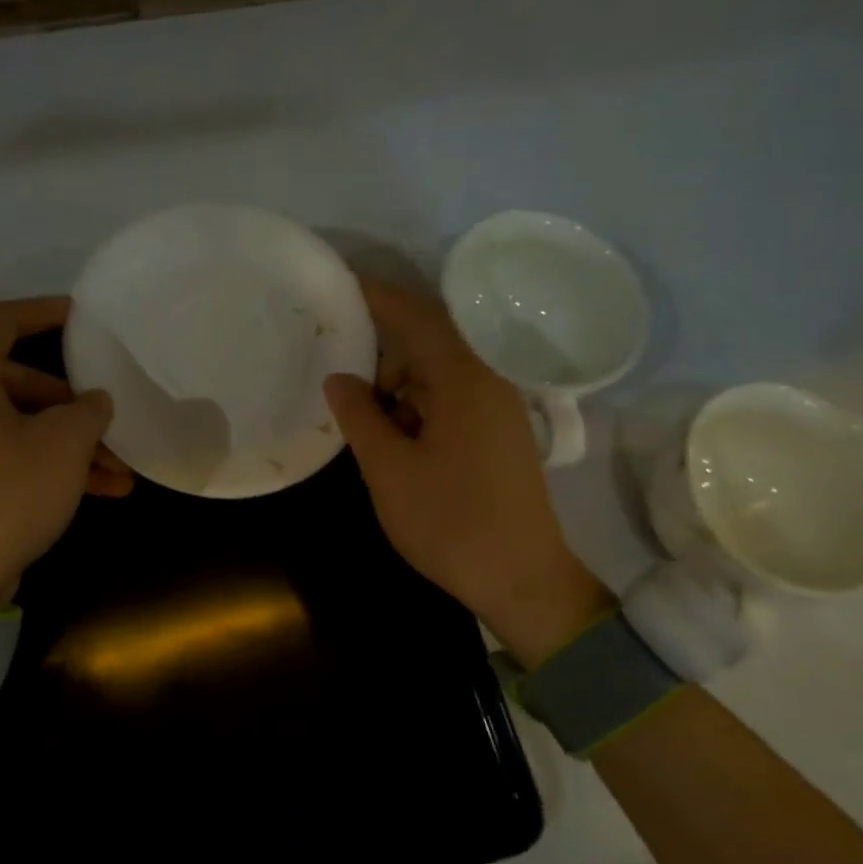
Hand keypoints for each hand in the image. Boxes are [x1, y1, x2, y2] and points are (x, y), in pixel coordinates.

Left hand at [0, 297, 131, 611]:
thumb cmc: (4, 494)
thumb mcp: (62, 445)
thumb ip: (87, 411)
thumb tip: (94, 402)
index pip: (1, 320)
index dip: (43, 311)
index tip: (82, 318)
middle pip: (20, 382)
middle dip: (73, 404)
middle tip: (110, 423)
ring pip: (22, 427)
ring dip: (72, 445)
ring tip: (122, 471)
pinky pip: (12, 459)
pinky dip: (51, 468)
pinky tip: (102, 492)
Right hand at [324, 278, 610, 667]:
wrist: (523, 580)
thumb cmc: (451, 523)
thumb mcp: (389, 470)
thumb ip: (360, 416)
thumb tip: (339, 378)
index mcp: (464, 380)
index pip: (416, 316)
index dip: (377, 296)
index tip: (340, 283)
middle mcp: (488, 381)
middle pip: (429, 340)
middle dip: (381, 350)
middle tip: (339, 366)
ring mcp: (498, 408)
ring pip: (438, 372)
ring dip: (398, 383)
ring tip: (363, 415)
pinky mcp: (499, 432)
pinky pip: (451, 398)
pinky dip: (418, 405)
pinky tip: (394, 436)